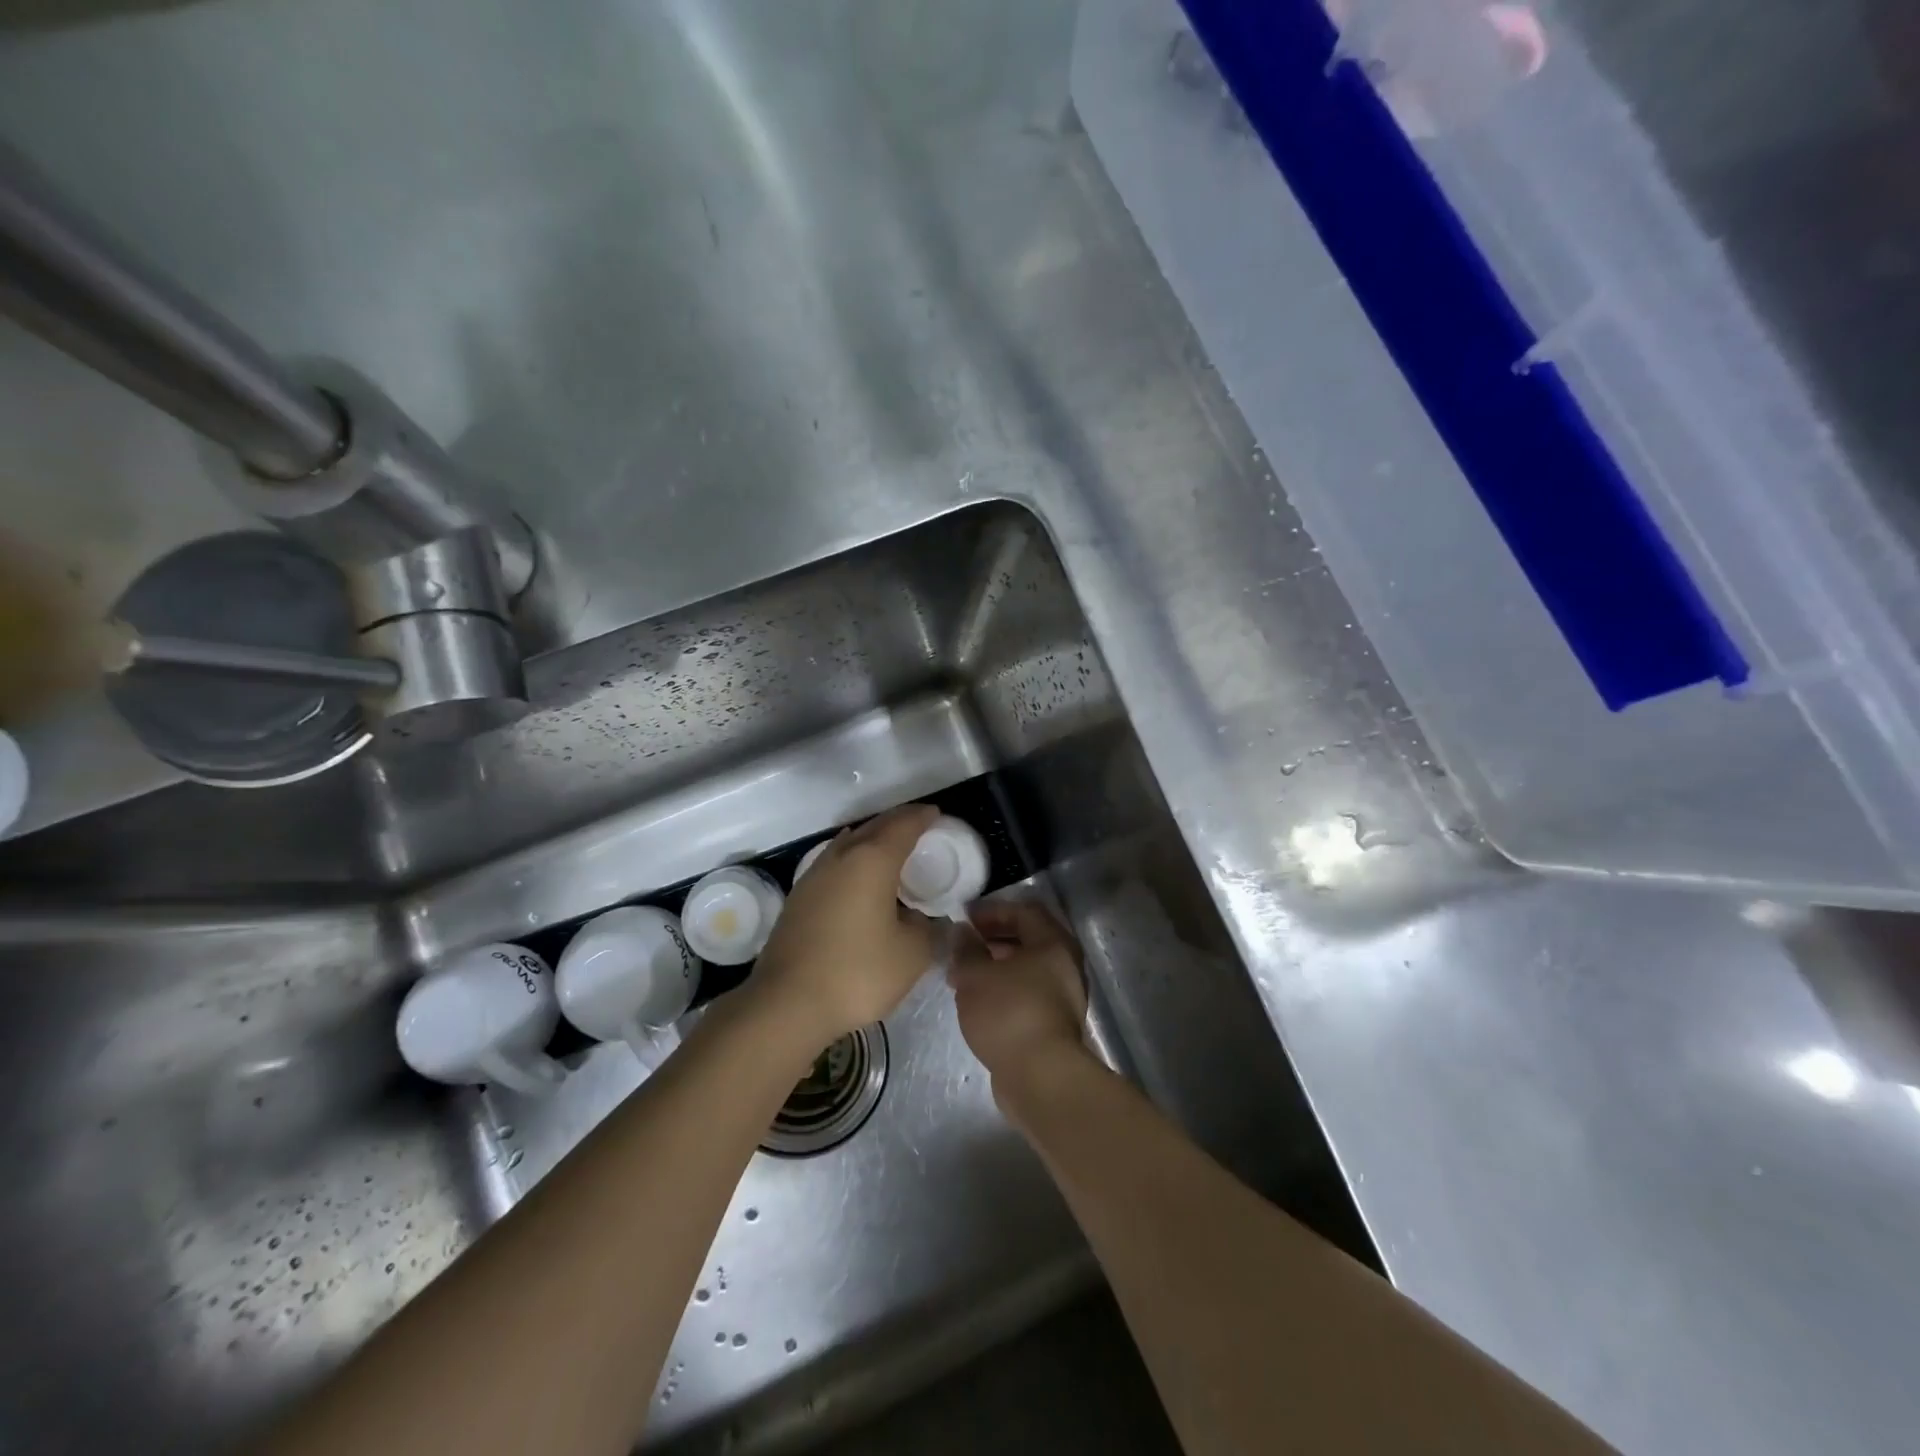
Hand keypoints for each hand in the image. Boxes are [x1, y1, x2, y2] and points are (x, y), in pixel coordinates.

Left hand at [750, 804, 943, 1048]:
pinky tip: (857, 880)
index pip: (902, 826)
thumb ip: (926, 928)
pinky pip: (833, 865)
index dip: (922, 817)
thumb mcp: (911, 954)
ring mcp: (813, 877)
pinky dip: (853, 862)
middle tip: (918, 825)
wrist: (786, 1004)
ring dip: (871, 840)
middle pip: (873, 828)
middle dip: (897, 822)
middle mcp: (840, 858)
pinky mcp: (797, 900)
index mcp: (872, 861)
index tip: (936, 814)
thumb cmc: (857, 972)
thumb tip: (921, 919)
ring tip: (889, 849)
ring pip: (848, 844)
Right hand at [949, 901, 1089, 1095]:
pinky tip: (980, 1002)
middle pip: (1029, 940)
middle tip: (964, 945)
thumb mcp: (975, 975)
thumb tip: (962, 932)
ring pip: (1027, 969)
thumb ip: (966, 949)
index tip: (965, 918)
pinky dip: (1005, 989)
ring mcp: (1064, 997)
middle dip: (993, 938)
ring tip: (964, 975)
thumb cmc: (1008, 1012)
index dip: (993, 911)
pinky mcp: (1054, 1024)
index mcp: (1053, 943)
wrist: (1040, 1077)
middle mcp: (1066, 965)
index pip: (1025, 912)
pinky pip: (1028, 993)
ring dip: (996, 966)